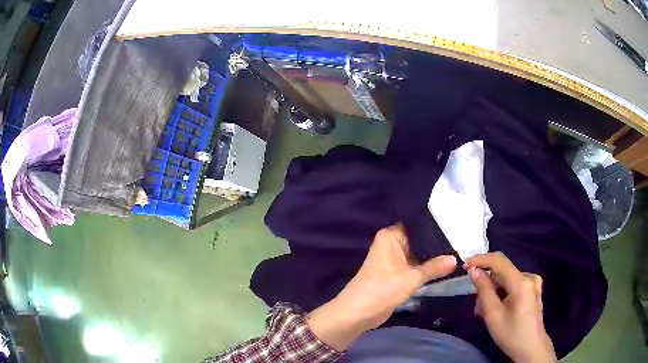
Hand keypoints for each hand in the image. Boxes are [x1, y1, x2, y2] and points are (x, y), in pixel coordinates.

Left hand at [307, 224, 456, 350]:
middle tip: (461, 241)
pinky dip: (427, 267)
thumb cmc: (383, 289)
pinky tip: (446, 266)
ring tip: (458, 252)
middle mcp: (392, 243)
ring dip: (433, 257)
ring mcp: (394, 258)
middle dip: (438, 244)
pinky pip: (415, 266)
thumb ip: (435, 267)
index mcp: (391, 236)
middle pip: (419, 240)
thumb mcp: (412, 278)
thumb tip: (455, 258)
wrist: (359, 312)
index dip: (436, 227)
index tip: (456, 227)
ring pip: (418, 254)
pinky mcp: (396, 272)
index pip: (418, 225)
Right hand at [466, 252, 556, 362]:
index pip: (499, 261)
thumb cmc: (511, 334)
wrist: (531, 349)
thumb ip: (483, 290)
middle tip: (476, 307)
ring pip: (506, 280)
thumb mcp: (493, 315)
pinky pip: (513, 285)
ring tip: (485, 313)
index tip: (464, 264)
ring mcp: (533, 283)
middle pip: (502, 273)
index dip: (480, 259)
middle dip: (486, 286)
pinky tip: (497, 309)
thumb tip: (473, 270)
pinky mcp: (533, 290)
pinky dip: (502, 294)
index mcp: (521, 282)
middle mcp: (529, 277)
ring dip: (493, 292)